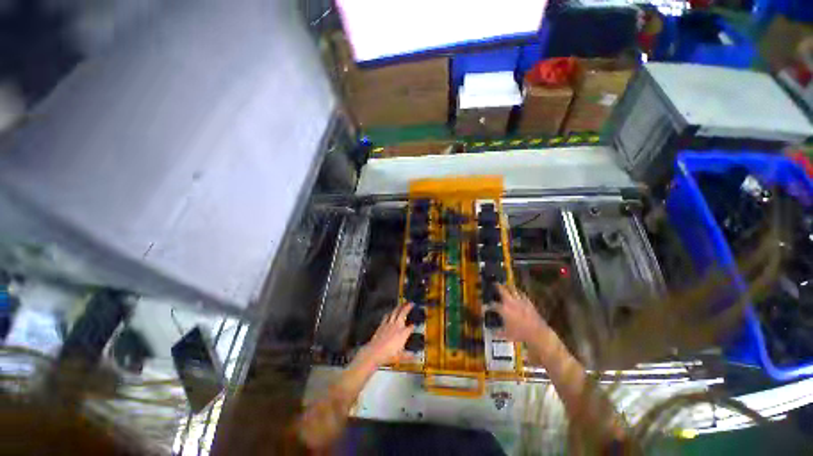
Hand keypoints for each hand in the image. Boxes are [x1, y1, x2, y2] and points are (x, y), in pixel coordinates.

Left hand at [357, 302, 414, 367]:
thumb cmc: (388, 354)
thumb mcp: (401, 356)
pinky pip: (386, 317)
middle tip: (410, 303)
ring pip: (394, 313)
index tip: (415, 325)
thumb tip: (415, 356)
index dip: (413, 326)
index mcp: (403, 334)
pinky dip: (389, 313)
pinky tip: (389, 313)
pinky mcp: (381, 326)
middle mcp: (396, 327)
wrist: (374, 352)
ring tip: (400, 304)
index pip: (411, 327)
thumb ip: (409, 355)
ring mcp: (388, 325)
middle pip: (402, 314)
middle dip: (407, 308)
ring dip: (398, 308)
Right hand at [493, 284, 550, 344]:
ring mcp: (521, 301)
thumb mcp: (506, 335)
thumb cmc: (519, 334)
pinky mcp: (528, 302)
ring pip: (514, 290)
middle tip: (495, 283)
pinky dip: (519, 292)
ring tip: (506, 285)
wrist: (535, 331)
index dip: (488, 306)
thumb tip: (492, 332)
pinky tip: (519, 292)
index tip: (485, 307)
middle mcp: (511, 303)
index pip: (494, 305)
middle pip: (504, 291)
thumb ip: (498, 333)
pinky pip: (522, 294)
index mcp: (504, 310)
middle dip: (498, 287)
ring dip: (509, 287)